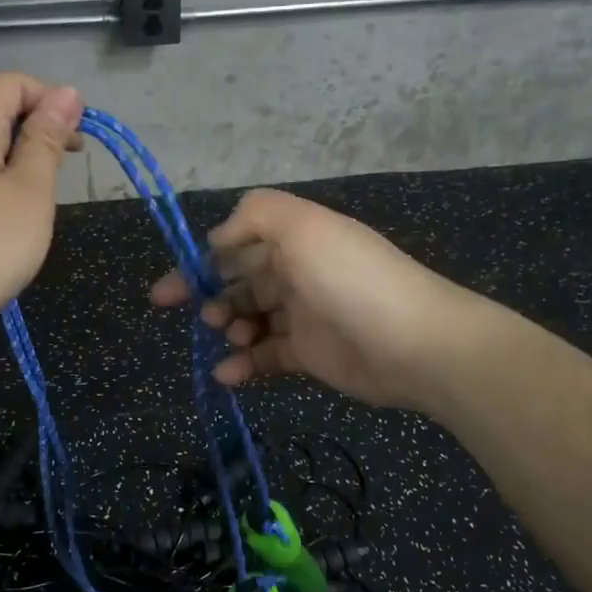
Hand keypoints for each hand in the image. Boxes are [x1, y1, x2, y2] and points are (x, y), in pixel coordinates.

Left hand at [0, 73, 81, 365]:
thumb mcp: (30, 190)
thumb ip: (47, 141)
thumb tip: (66, 94)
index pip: (10, 84)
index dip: (49, 98)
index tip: (79, 137)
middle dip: (41, 128)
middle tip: (72, 164)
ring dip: (26, 158)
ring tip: (49, 194)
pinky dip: (7, 183)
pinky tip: (20, 217)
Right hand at [151, 189, 486, 411]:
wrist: (416, 344)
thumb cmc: (351, 280)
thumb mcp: (303, 227)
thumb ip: (255, 215)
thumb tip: (218, 238)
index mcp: (296, 238)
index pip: (239, 242)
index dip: (204, 259)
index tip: (175, 284)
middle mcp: (298, 271)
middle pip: (240, 280)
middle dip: (210, 294)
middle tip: (191, 312)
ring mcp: (304, 314)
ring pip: (250, 318)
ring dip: (228, 327)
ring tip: (227, 336)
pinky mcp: (309, 354)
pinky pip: (266, 356)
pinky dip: (243, 364)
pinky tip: (228, 375)